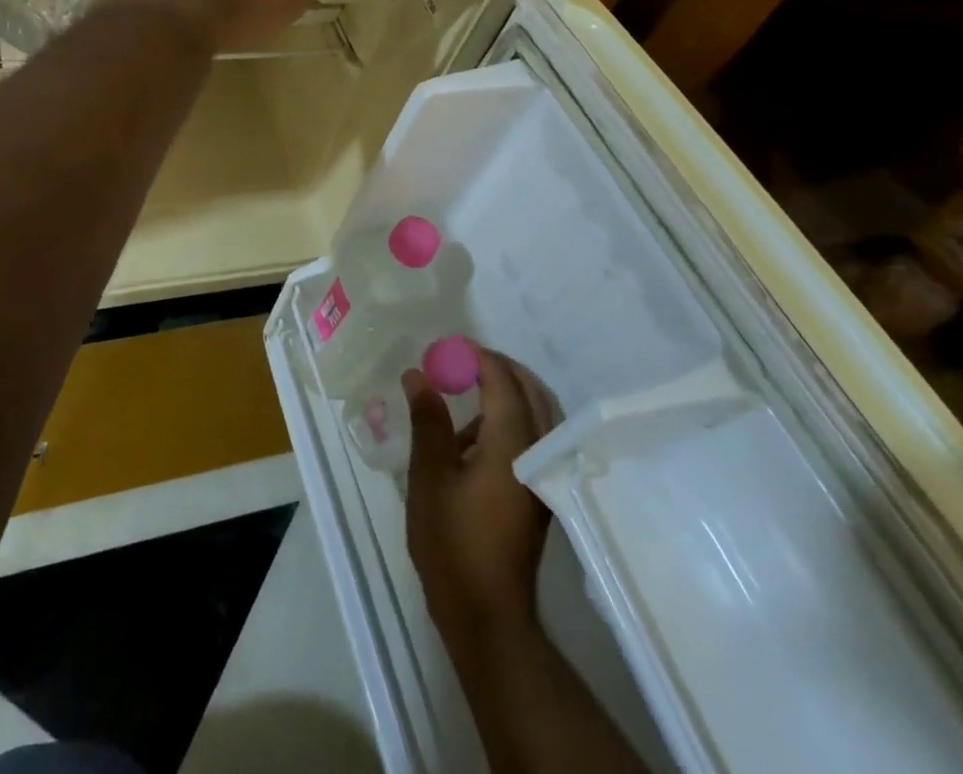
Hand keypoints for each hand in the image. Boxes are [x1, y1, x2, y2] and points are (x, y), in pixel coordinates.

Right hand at [404, 349, 558, 651]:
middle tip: (461, 360)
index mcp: (513, 445)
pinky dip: (511, 419)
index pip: (503, 381)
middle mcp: (538, 453)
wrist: (488, 616)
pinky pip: (535, 437)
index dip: (478, 357)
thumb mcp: (429, 476)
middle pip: (531, 391)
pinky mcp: (540, 493)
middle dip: (499, 368)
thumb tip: (418, 374)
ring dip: (508, 392)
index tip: (449, 346)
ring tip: (465, 389)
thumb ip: (427, 420)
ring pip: (538, 414)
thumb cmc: (452, 542)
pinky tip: (473, 436)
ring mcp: (544, 476)